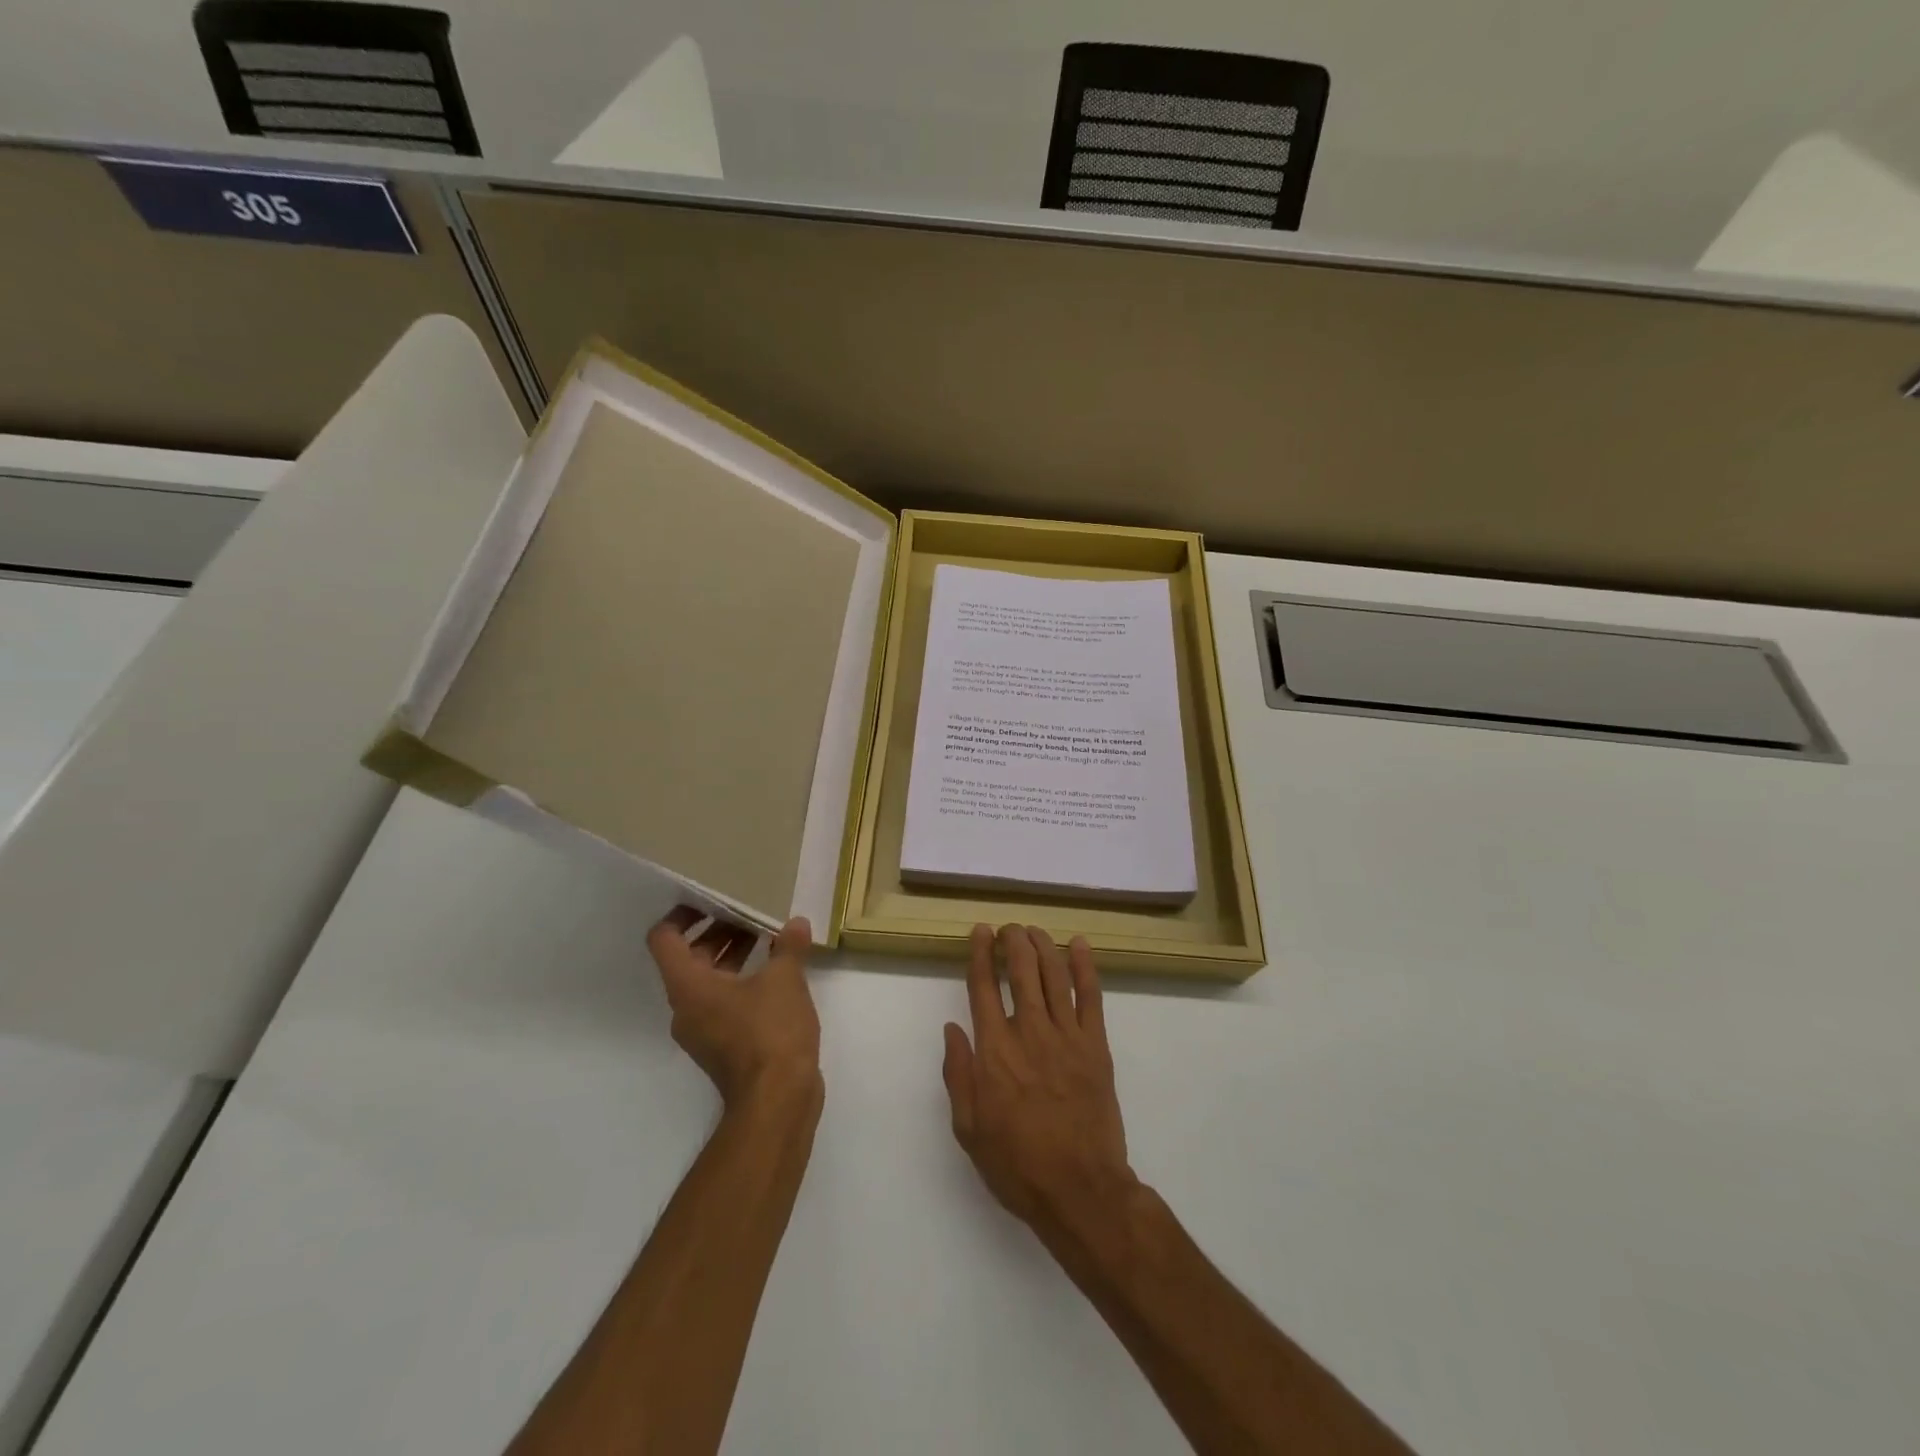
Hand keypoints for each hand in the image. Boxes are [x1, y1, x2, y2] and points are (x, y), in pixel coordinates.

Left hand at [646, 907, 820, 1110]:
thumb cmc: (770, 1032)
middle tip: (750, 914)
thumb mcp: (785, 980)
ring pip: (708, 981)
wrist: (777, 1101)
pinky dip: (741, 982)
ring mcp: (703, 1030)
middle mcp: (686, 1007)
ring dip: (732, 956)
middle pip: (688, 958)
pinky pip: (723, 1002)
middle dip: (717, 932)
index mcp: (688, 986)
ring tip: (768, 938)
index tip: (711, 900)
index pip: (664, 939)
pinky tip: (776, 974)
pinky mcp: (723, 1047)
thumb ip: (788, 947)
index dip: (682, 914)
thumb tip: (796, 924)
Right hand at [942, 923, 1136, 1235]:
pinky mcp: (1095, 1045)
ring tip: (1034, 931)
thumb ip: (958, 1073)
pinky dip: (1085, 966)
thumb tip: (952, 1028)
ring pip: (1054, 975)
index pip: (983, 987)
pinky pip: (1091, 996)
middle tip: (1009, 928)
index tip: (980, 932)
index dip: (980, 954)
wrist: (1080, 1190)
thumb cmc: (1017, 1164)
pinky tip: (1078, 945)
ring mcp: (1066, 1036)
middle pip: (1021, 971)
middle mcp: (1029, 1032)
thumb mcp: (969, 1128)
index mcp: (994, 1051)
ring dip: (1042, 946)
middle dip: (1013, 942)